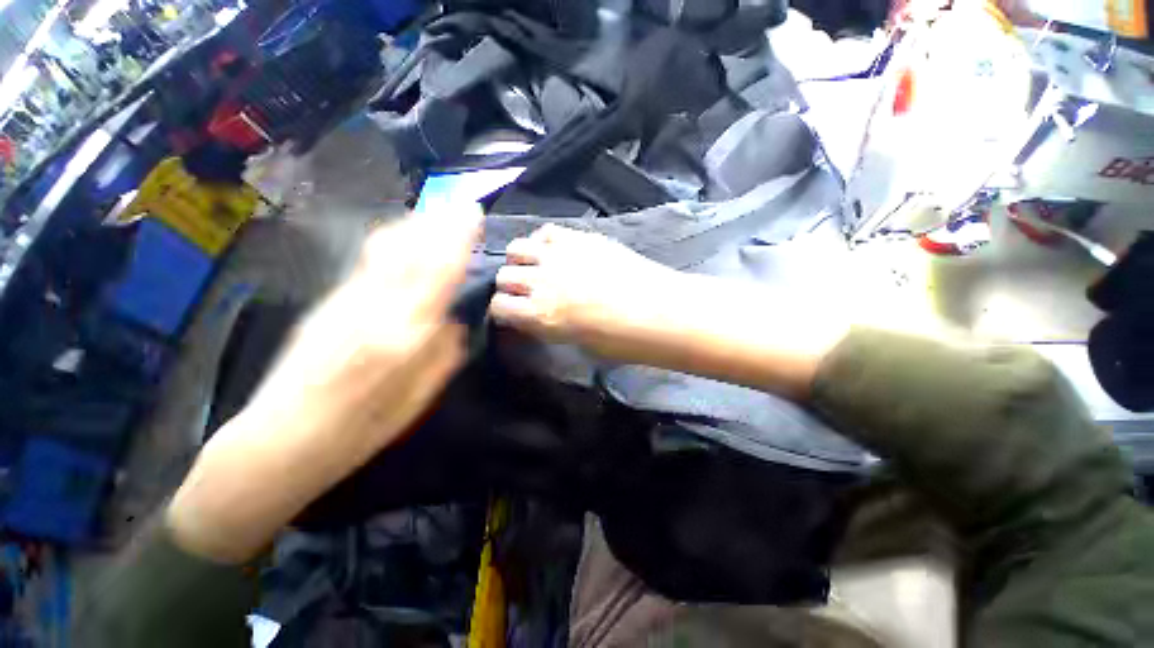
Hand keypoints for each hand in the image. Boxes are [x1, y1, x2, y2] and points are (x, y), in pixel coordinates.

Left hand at [168, 209, 479, 562]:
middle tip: (462, 206)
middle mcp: (373, 306)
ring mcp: (345, 299)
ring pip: (385, 247)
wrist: (282, 439)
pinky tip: (404, 237)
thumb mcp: (419, 398)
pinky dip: (393, 240)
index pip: (437, 271)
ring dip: (415, 224)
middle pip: (410, 248)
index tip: (473, 215)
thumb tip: (454, 321)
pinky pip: (368, 259)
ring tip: (438, 214)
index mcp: (401, 334)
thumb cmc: (361, 429)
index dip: (457, 238)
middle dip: (439, 221)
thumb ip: (443, 353)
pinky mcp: (329, 300)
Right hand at [489, 224, 843, 398]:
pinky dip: (543, 242)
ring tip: (533, 266)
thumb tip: (536, 316)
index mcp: (541, 315)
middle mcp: (542, 281)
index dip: (502, 310)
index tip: (510, 313)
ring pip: (518, 248)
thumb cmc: (622, 341)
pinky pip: (547, 232)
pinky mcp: (580, 237)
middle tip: (522, 290)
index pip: (499, 307)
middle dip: (509, 285)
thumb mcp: (577, 343)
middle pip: (504, 275)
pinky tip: (553, 251)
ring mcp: (560, 255)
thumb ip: (549, 326)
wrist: (660, 311)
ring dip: (520, 260)